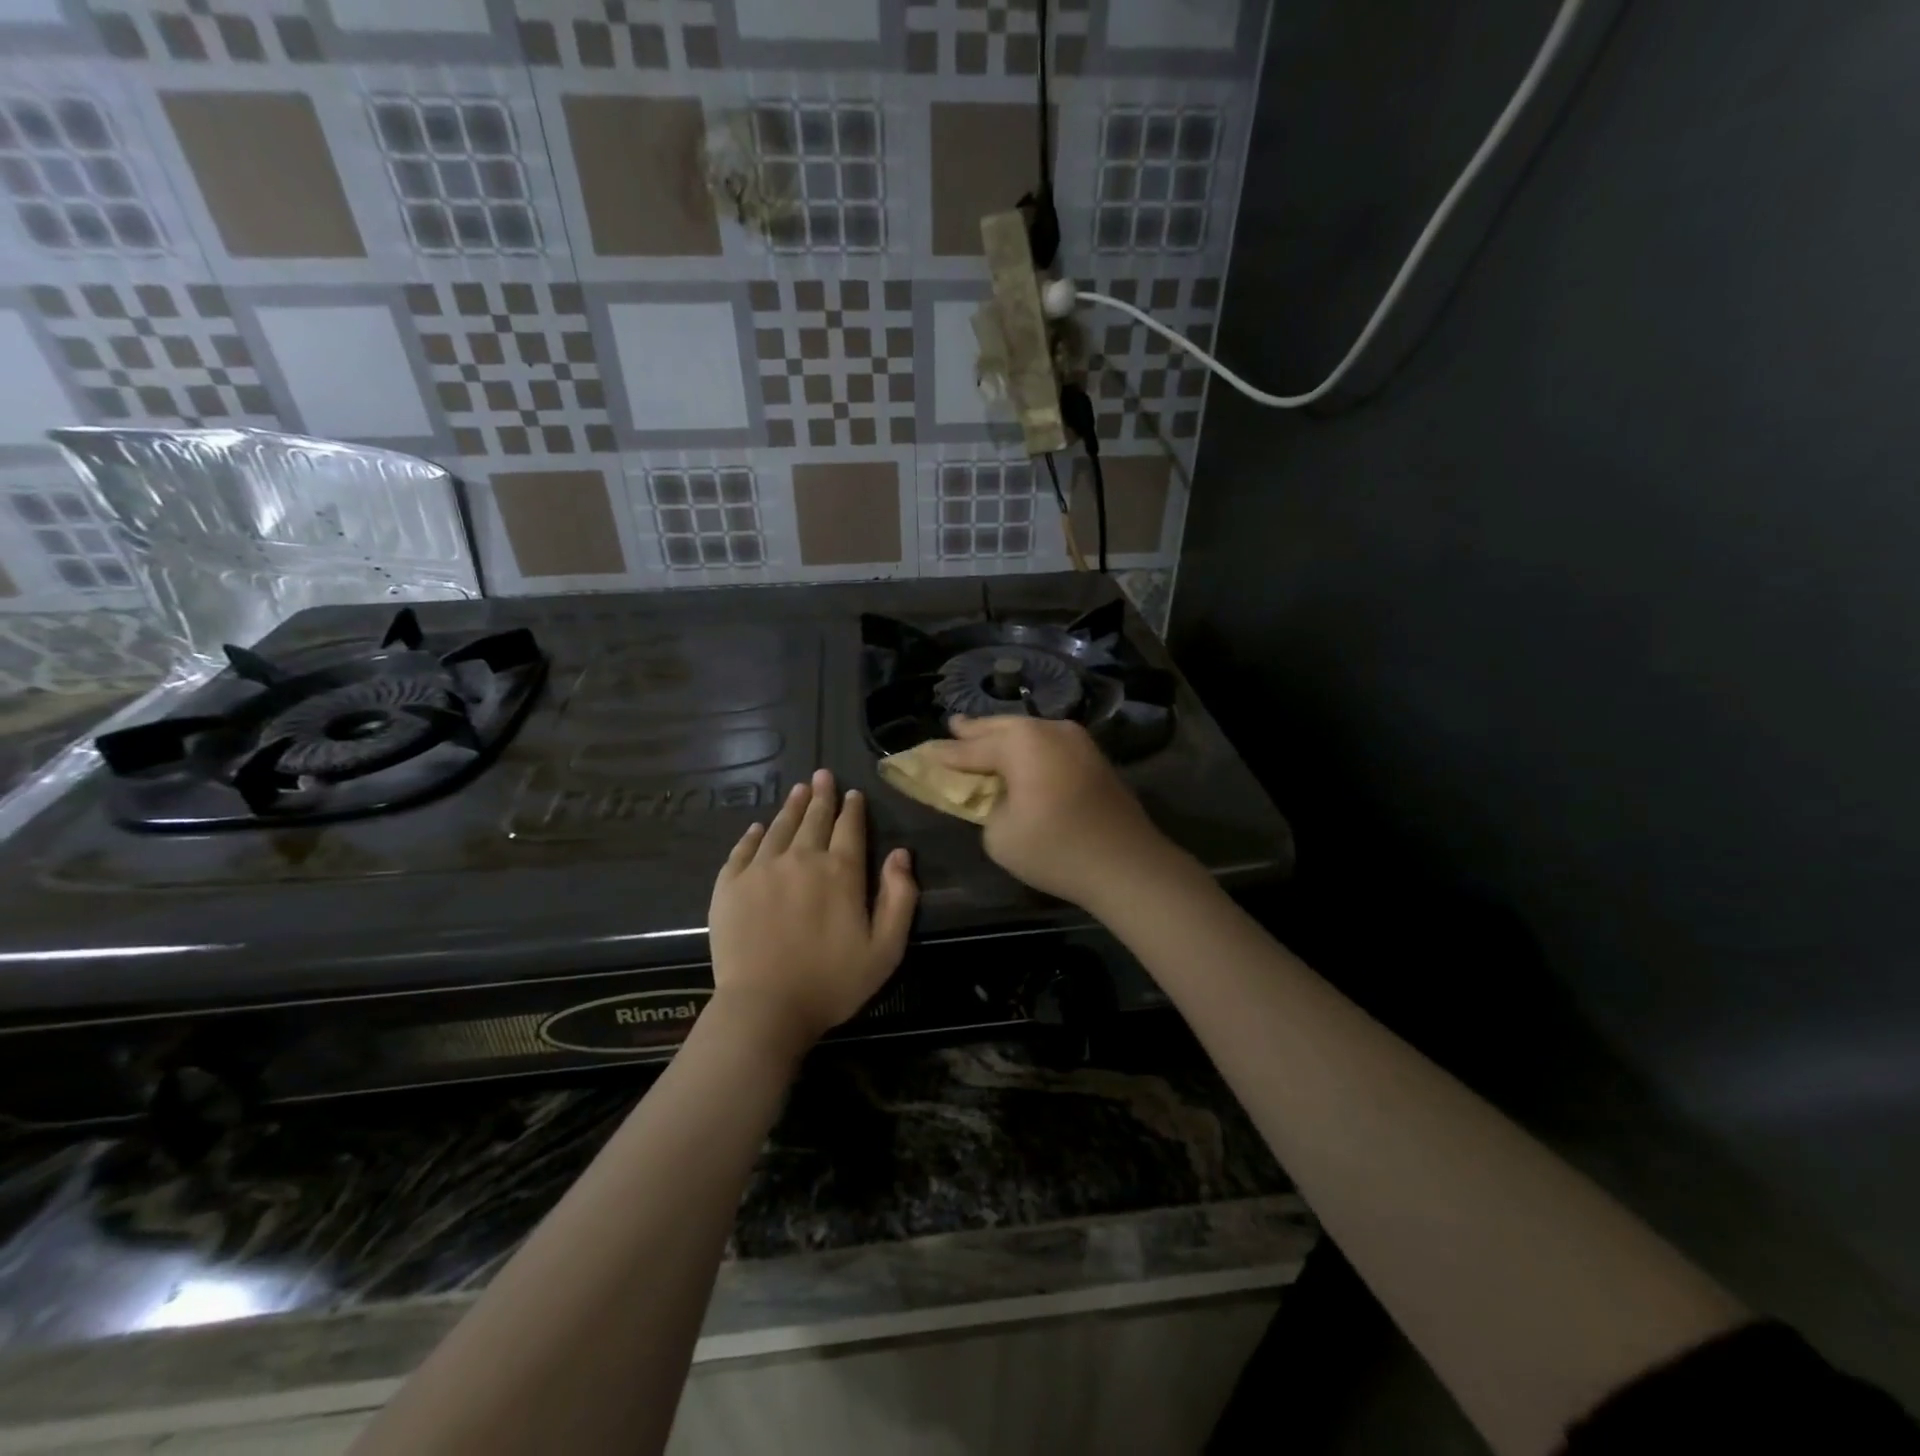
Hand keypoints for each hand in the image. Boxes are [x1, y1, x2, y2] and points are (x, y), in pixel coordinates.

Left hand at [707, 769, 917, 1050]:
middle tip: (822, 775)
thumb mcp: (886, 948)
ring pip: (780, 827)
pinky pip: (743, 849)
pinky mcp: (730, 885)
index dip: (853, 808)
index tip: (852, 793)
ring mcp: (762, 869)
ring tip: (798, 789)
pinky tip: (758, 828)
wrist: (765, 1007)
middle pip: (814, 818)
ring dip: (791, 806)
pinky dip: (753, 835)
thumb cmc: (832, 982)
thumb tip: (901, 853)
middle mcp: (802, 858)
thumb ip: (900, 897)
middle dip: (821, 795)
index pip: (850, 828)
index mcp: (841, 871)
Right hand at [918, 716, 1183, 913]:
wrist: (1126, 864)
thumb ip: (986, 806)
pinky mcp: (1094, 756)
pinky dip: (1028, 748)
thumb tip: (999, 796)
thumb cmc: (1054, 849)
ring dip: (1004, 736)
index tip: (922, 753)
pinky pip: (1048, 743)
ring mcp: (1077, 739)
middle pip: (1001, 727)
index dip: (944, 754)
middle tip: (953, 727)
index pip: (969, 748)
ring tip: (982, 736)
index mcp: (1020, 742)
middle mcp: (1048, 729)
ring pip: (1028, 731)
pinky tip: (1020, 755)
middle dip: (975, 730)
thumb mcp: (999, 834)